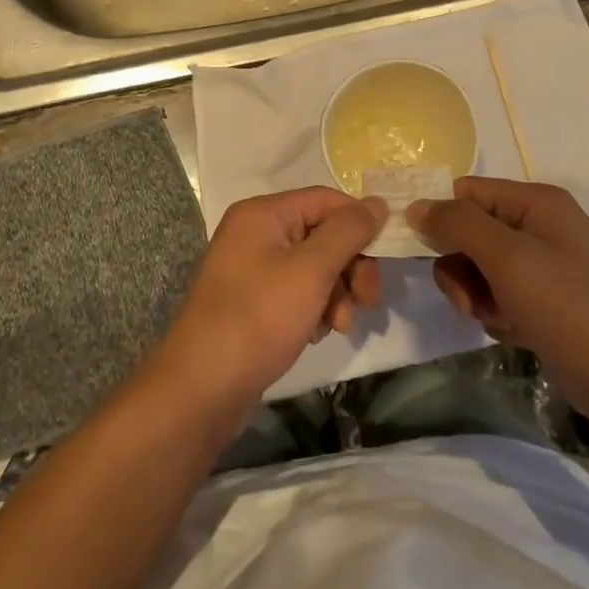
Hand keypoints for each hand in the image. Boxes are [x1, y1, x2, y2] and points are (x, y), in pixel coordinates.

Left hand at [159, 188, 387, 409]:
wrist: (202, 388)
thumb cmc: (258, 318)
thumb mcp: (311, 270)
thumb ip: (348, 232)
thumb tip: (378, 202)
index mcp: (263, 214)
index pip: (326, 200)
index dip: (359, 224)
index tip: (386, 258)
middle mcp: (256, 233)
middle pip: (322, 234)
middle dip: (350, 267)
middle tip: (368, 300)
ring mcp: (252, 269)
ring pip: (315, 267)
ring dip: (336, 294)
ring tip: (339, 326)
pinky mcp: (253, 301)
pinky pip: (297, 292)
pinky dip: (315, 309)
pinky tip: (315, 334)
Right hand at [408, 177, 588, 416]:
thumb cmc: (568, 306)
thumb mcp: (508, 258)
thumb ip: (458, 225)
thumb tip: (416, 205)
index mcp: (535, 202)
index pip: (466, 192)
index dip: (440, 216)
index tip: (418, 248)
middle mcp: (537, 226)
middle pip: (468, 232)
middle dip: (460, 268)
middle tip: (468, 298)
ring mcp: (541, 265)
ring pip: (476, 268)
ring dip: (475, 295)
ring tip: (497, 318)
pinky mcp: (540, 300)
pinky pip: (495, 295)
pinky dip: (494, 313)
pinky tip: (514, 331)